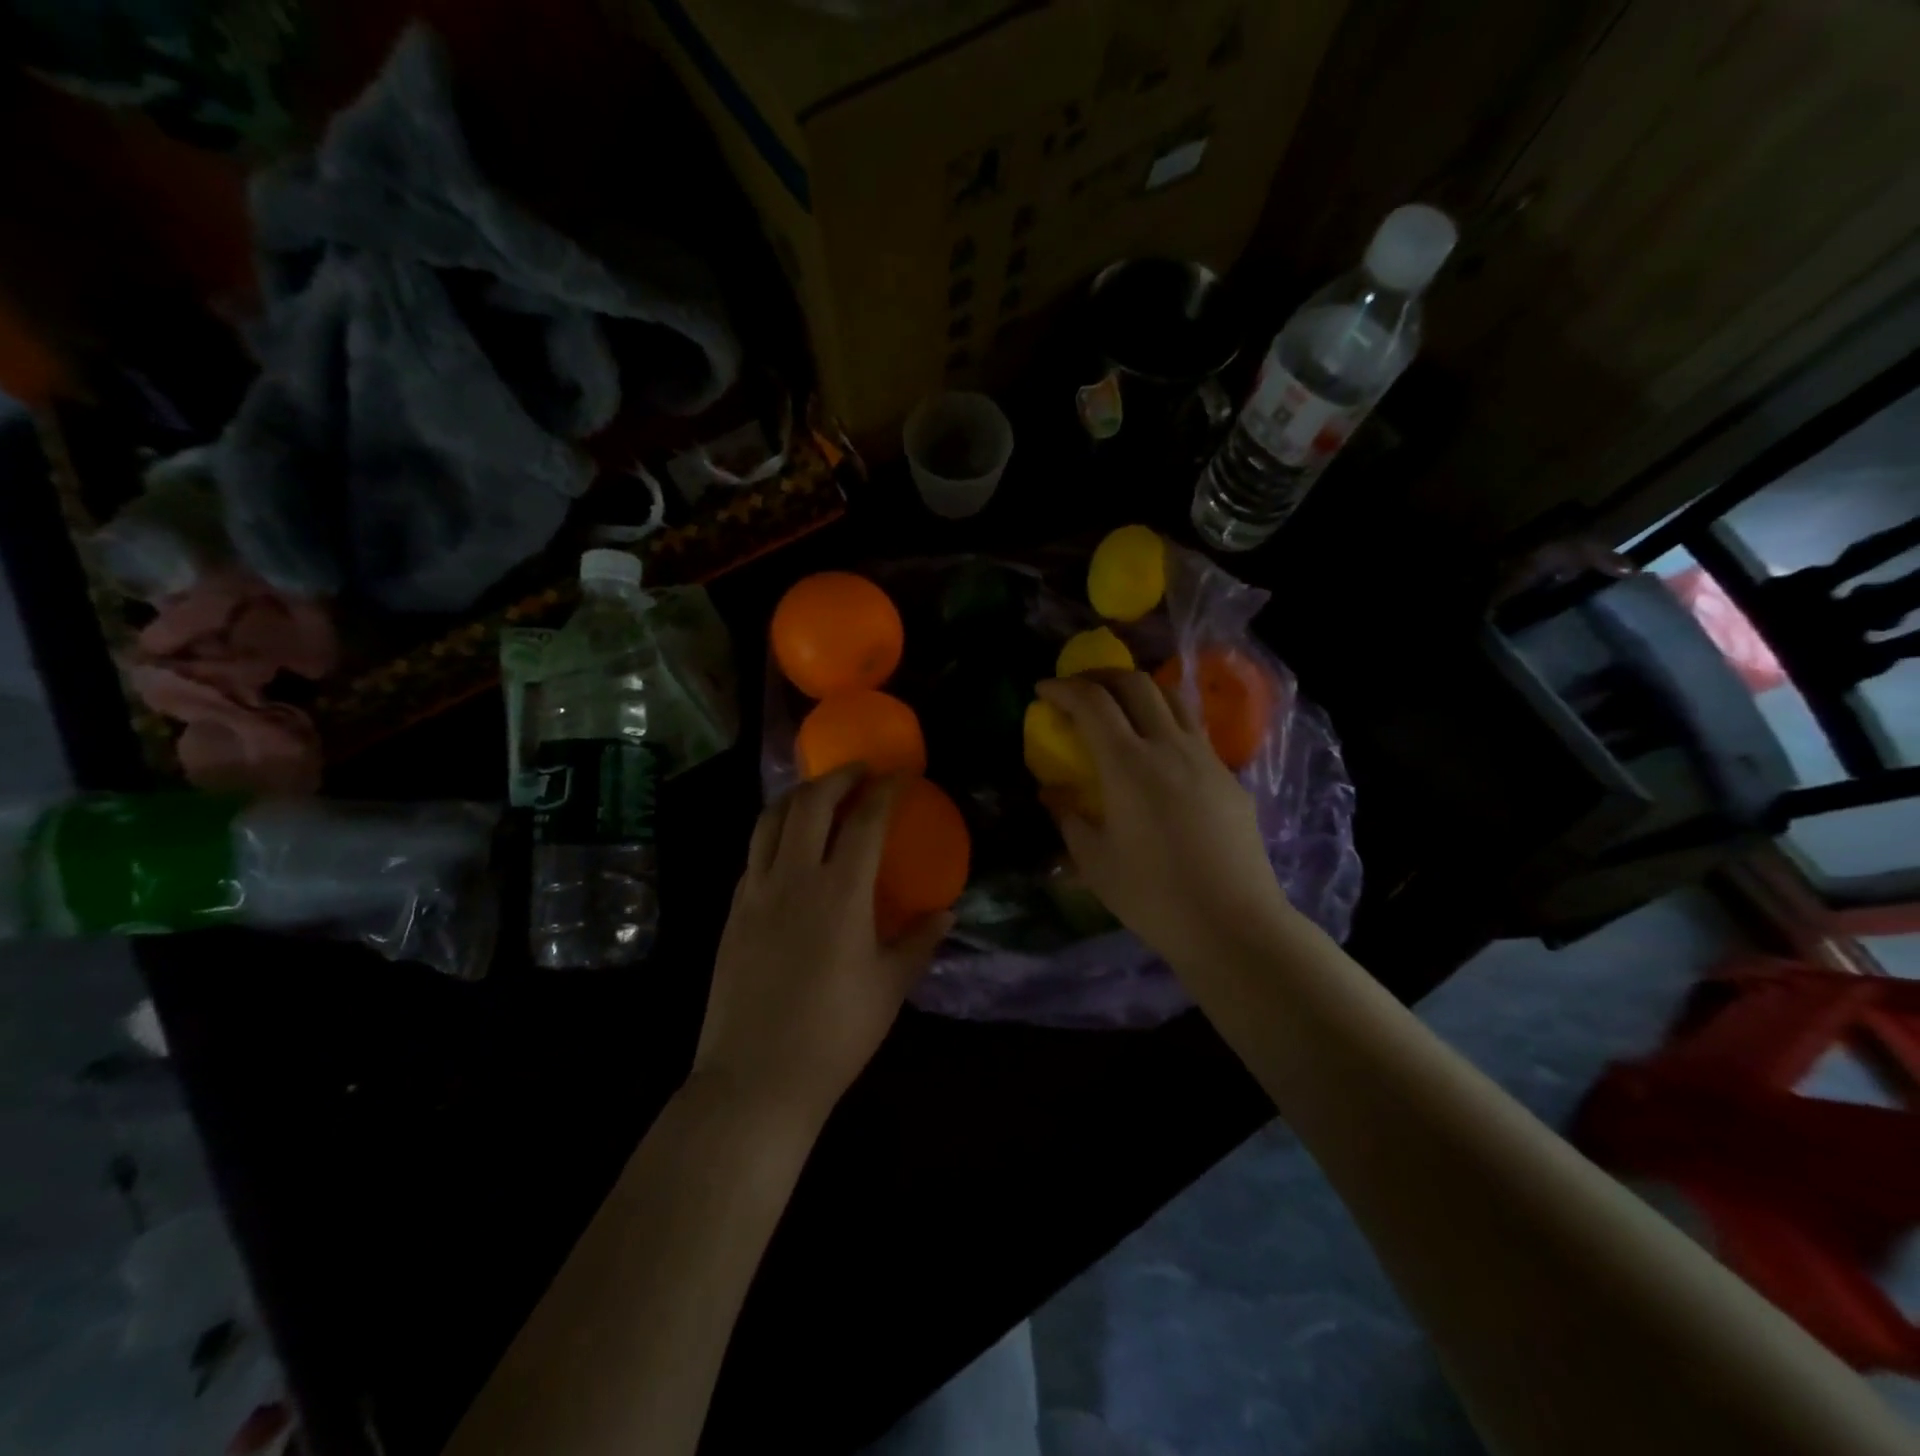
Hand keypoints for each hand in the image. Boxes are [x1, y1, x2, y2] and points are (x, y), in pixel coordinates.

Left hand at [693, 766, 950, 1121]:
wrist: (755, 1079)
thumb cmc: (834, 1035)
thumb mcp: (890, 987)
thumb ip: (919, 941)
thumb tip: (946, 912)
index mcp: (840, 893)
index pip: (865, 820)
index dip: (886, 790)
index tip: (902, 776)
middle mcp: (793, 879)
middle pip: (810, 803)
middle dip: (839, 777)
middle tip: (861, 772)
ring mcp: (755, 892)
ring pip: (770, 819)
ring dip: (799, 796)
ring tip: (820, 794)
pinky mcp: (732, 912)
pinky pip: (753, 854)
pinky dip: (774, 832)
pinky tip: (788, 847)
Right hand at [1037, 672, 1288, 961]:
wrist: (1233, 924)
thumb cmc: (1154, 896)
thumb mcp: (1095, 862)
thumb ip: (1068, 818)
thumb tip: (1051, 793)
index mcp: (1129, 764)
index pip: (1092, 703)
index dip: (1063, 688)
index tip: (1042, 689)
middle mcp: (1169, 746)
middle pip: (1136, 684)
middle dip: (1101, 675)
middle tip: (1078, 690)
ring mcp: (1206, 758)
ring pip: (1173, 698)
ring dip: (1139, 690)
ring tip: (1119, 706)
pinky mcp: (1229, 777)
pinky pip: (1193, 731)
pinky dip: (1165, 722)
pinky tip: (1157, 754)